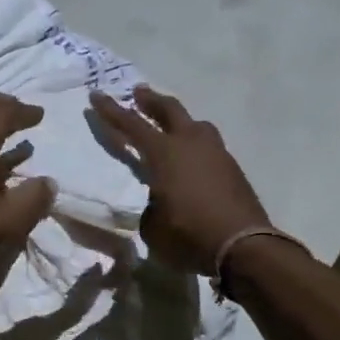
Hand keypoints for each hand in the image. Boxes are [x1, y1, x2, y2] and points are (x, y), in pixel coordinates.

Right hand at [90, 85, 268, 274]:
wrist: (242, 246)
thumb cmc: (188, 235)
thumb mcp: (153, 226)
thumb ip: (150, 206)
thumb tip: (158, 202)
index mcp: (164, 153)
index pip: (132, 125)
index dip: (111, 110)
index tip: (97, 95)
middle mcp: (191, 143)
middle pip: (169, 110)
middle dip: (151, 100)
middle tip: (138, 93)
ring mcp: (216, 153)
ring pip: (196, 125)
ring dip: (179, 120)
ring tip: (171, 123)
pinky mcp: (232, 169)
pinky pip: (209, 147)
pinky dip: (196, 145)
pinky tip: (193, 158)